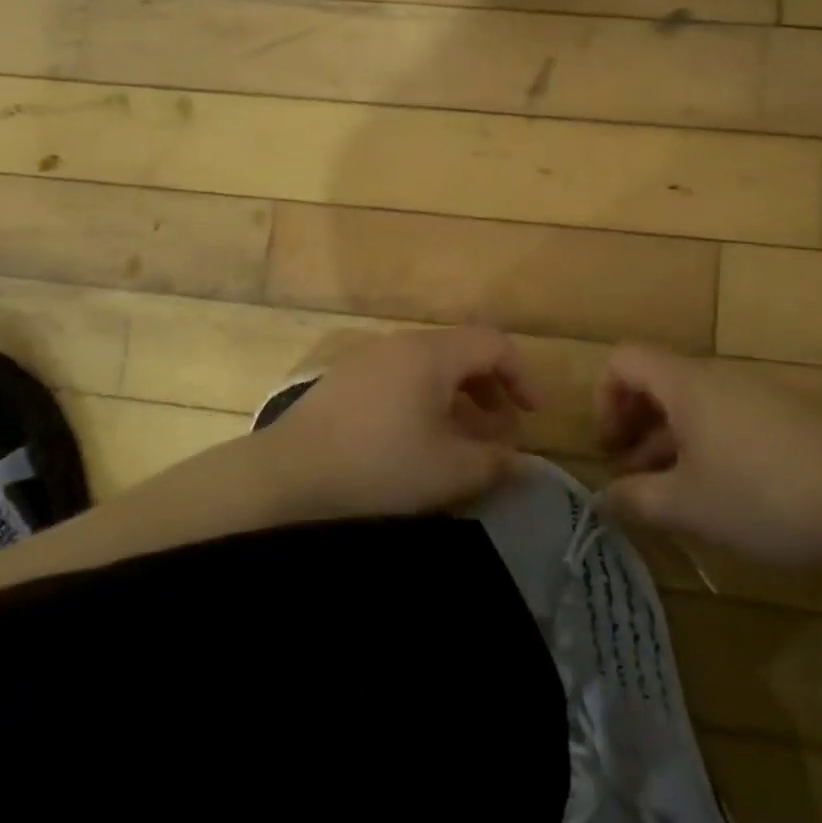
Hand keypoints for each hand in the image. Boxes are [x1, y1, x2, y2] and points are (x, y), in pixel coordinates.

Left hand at [259, 327, 537, 519]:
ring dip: (458, 400)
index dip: (522, 376)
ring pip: (430, 369)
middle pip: (461, 353)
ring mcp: (369, 360)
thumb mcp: (449, 471)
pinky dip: (426, 403)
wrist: (286, 478)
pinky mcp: (345, 383)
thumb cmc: (379, 467)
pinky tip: (418, 443)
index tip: (534, 416)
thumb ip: (494, 461)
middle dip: (491, 390)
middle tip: (502, 433)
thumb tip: (520, 460)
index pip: (493, 344)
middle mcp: (401, 344)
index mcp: (432, 353)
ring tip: (464, 442)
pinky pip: (402, 381)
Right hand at [595, 344, 821, 565]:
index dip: (605, 397)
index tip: (611, 447)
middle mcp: (713, 376)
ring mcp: (750, 393)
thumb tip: (605, 498)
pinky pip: (722, 417)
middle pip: (656, 380)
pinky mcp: (779, 415)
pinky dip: (703, 444)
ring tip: (667, 493)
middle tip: (630, 474)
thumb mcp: (689, 506)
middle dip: (633, 424)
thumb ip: (637, 500)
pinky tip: (716, 492)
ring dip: (667, 440)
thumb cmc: (763, 493)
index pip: (624, 359)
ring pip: (690, 403)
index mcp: (684, 383)